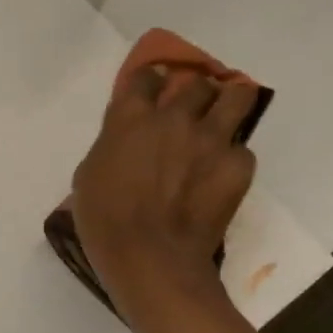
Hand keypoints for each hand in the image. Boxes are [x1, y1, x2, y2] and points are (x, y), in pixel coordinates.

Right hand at [71, 66, 258, 321]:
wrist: (150, 257)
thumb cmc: (105, 220)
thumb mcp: (89, 174)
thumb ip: (112, 145)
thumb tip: (127, 141)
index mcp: (131, 117)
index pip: (147, 76)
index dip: (151, 81)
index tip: (153, 90)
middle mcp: (175, 117)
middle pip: (198, 83)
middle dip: (195, 93)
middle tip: (191, 111)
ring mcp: (212, 139)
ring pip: (238, 96)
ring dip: (230, 103)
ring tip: (223, 119)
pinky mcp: (239, 165)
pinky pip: (242, 150)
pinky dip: (232, 159)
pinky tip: (221, 177)